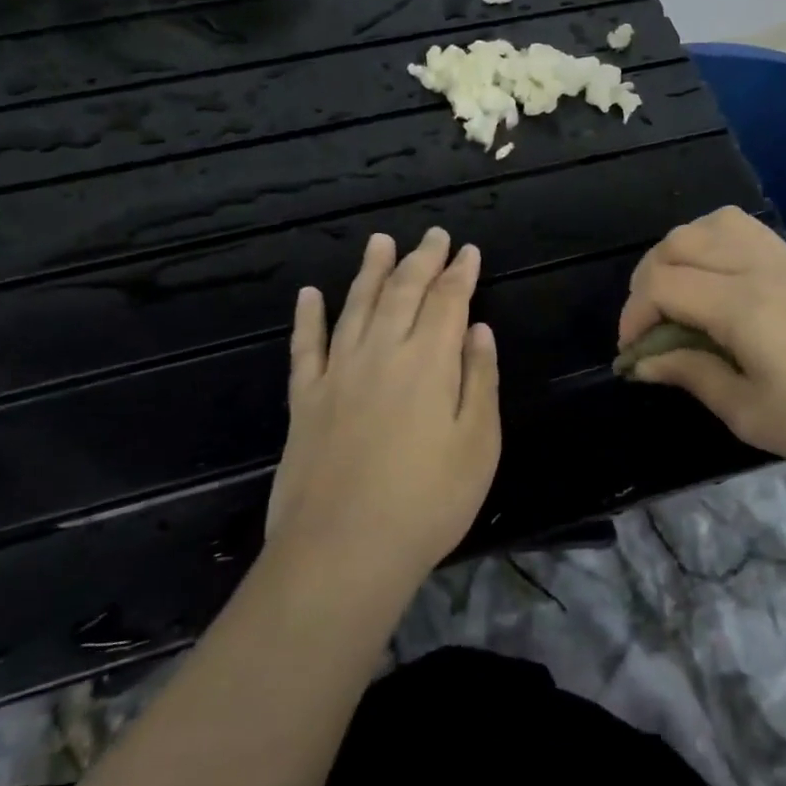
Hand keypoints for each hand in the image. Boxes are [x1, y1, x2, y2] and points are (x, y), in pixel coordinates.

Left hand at [268, 228, 500, 590]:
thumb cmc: (428, 501)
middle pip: (403, 292)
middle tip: (432, 234)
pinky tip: (310, 295)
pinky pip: (306, 347)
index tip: (468, 251)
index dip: (460, 273)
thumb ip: (480, 380)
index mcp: (429, 361)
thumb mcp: (479, 444)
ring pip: (355, 306)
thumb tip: (479, 330)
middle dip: (421, 259)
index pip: (448, 301)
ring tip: (380, 241)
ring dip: (370, 271)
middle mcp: (381, 353)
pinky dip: (308, 317)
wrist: (343, 551)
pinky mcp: (305, 400)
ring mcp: (337, 373)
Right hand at [618, 207, 785, 481]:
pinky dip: (712, 244)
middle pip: (679, 242)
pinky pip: (743, 229)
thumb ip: (691, 375)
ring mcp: (785, 259)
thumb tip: (643, 362)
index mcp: (742, 306)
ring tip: (677, 295)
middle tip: (649, 325)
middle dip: (647, 279)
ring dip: (679, 252)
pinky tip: (716, 283)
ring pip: (711, 223)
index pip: (663, 284)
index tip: (633, 353)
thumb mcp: (748, 413)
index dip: (633, 315)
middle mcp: (759, 268)